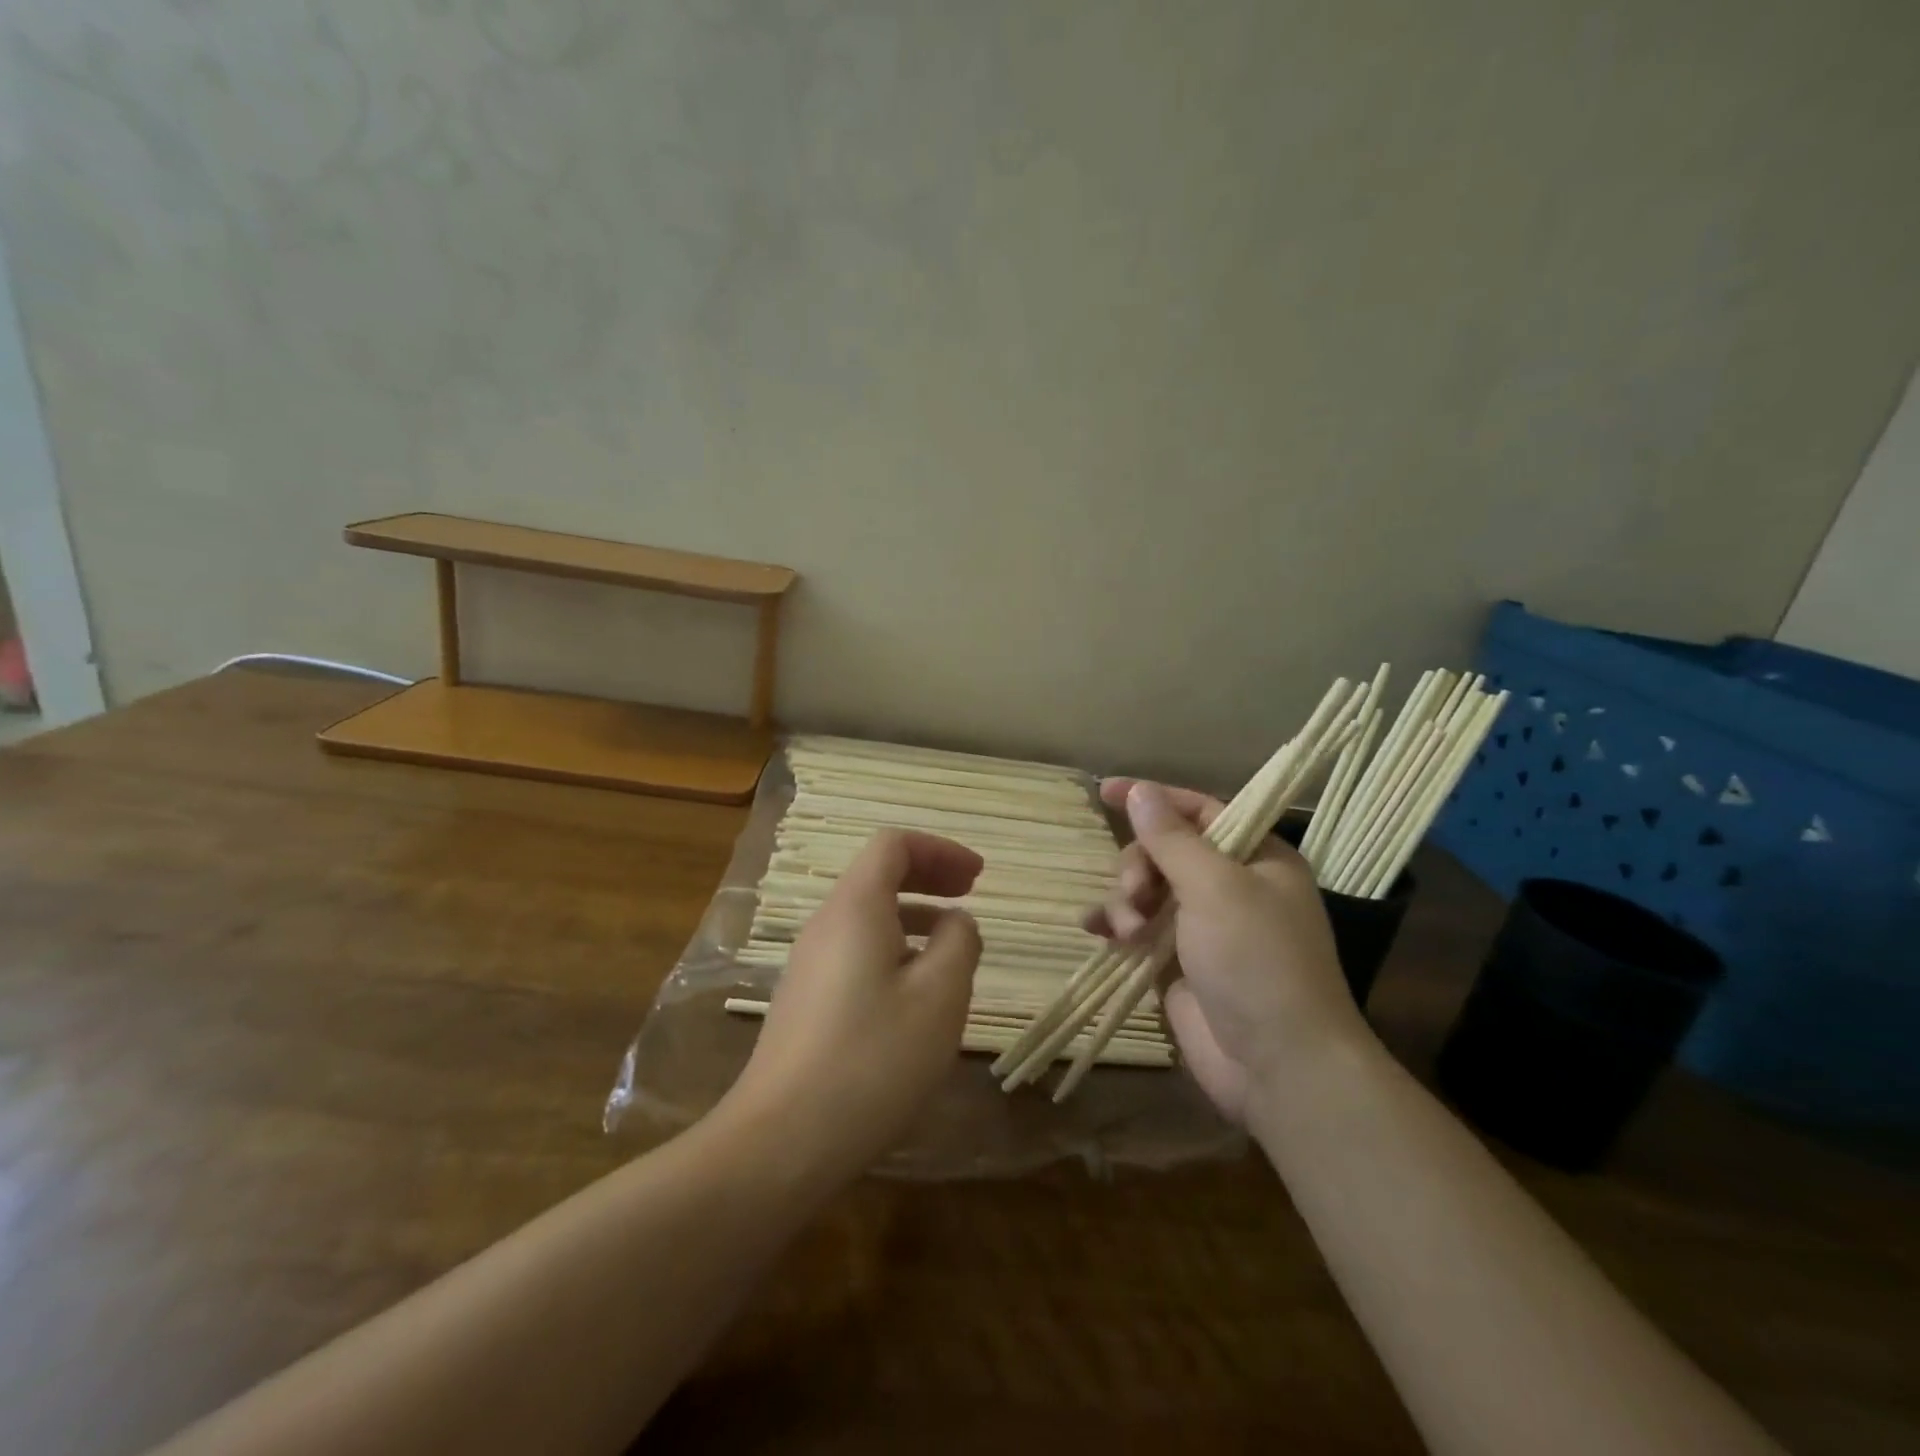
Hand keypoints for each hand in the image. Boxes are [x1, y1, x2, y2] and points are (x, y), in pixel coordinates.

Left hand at [724, 829, 983, 1183]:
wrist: (781, 1141)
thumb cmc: (872, 1060)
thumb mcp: (939, 997)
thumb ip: (959, 943)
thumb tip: (956, 923)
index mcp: (855, 908)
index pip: (893, 846)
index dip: (940, 850)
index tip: (978, 879)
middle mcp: (825, 925)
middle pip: (878, 876)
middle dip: (928, 878)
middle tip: (969, 898)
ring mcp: (809, 965)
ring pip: (867, 917)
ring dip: (913, 917)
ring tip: (952, 951)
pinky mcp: (805, 1002)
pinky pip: (855, 952)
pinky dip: (894, 950)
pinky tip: (915, 997)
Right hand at [1085, 780, 1368, 1123]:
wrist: (1279, 1065)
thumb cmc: (1256, 961)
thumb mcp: (1215, 887)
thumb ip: (1172, 838)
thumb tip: (1139, 791)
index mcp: (1257, 858)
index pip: (1200, 810)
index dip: (1154, 798)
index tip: (1106, 791)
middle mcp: (1232, 887)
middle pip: (1166, 851)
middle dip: (1140, 866)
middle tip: (1136, 893)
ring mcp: (1203, 928)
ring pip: (1147, 890)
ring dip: (1127, 901)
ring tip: (1127, 930)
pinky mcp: (1178, 964)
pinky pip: (1137, 929)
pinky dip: (1117, 926)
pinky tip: (1098, 932)